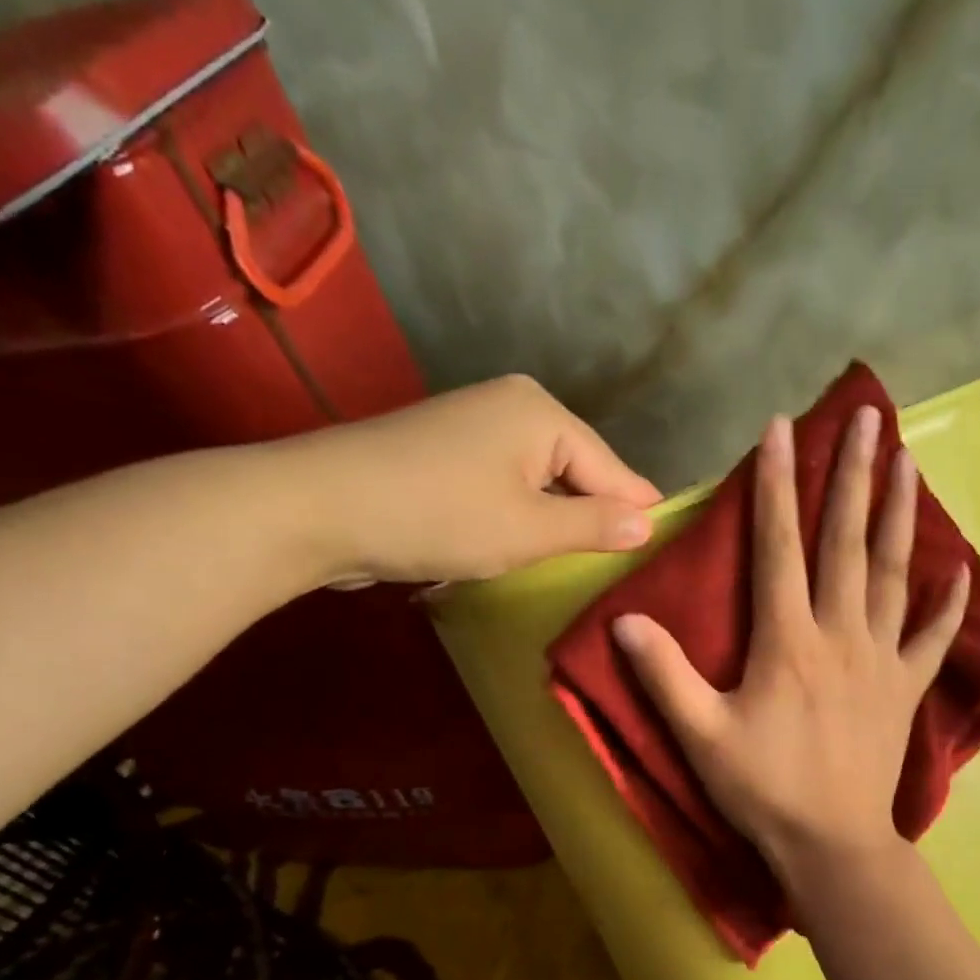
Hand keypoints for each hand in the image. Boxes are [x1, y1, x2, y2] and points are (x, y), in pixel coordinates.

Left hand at [270, 374, 660, 583]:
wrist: (318, 507)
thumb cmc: (438, 516)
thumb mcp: (530, 530)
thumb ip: (595, 525)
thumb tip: (648, 525)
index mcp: (543, 413)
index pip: (615, 470)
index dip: (637, 517)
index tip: (662, 559)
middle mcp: (514, 406)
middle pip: (580, 470)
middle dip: (595, 519)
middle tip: (619, 574)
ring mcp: (476, 425)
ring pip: (543, 481)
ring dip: (558, 521)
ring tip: (579, 568)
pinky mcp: (447, 451)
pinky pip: (508, 484)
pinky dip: (522, 515)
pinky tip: (527, 547)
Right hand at [611, 406, 968, 874]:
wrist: (831, 843)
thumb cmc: (764, 789)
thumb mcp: (700, 735)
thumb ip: (665, 675)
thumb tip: (623, 621)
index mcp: (788, 639)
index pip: (779, 545)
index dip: (777, 484)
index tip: (782, 427)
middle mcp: (840, 634)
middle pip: (848, 542)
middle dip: (853, 475)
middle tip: (866, 417)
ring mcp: (881, 659)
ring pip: (895, 575)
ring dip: (901, 515)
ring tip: (907, 462)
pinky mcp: (905, 689)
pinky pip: (932, 638)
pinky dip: (947, 603)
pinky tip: (959, 569)